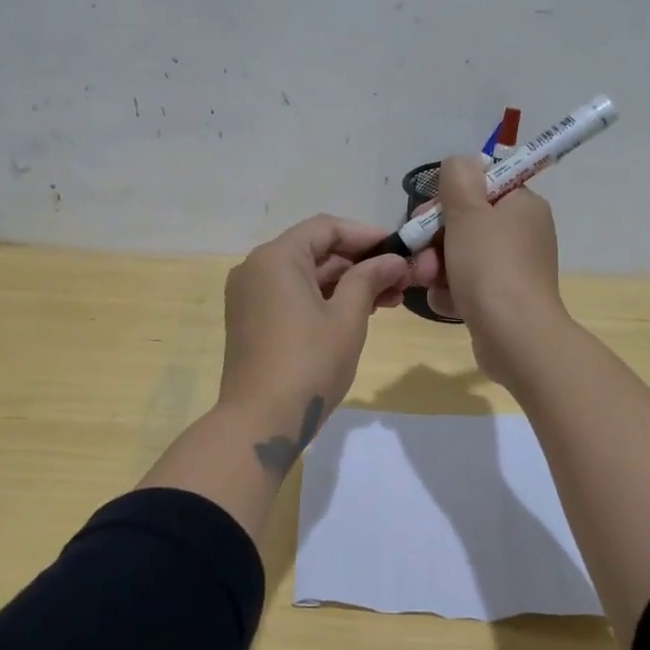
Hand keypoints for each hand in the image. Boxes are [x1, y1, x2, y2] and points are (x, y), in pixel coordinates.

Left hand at [217, 215, 433, 472]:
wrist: (259, 421)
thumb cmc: (309, 364)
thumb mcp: (347, 318)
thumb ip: (369, 279)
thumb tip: (392, 260)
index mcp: (276, 257)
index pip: (326, 228)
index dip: (366, 235)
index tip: (399, 249)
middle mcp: (255, 267)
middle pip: (314, 250)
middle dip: (359, 263)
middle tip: (400, 280)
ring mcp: (249, 295)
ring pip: (304, 275)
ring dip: (345, 283)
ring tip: (388, 300)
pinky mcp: (250, 319)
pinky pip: (291, 295)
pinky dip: (322, 298)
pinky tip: (356, 313)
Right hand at [421, 154, 568, 382]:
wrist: (515, 337)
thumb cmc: (491, 267)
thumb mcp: (468, 211)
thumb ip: (458, 178)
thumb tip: (460, 162)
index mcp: (522, 206)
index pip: (482, 185)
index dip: (450, 197)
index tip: (430, 214)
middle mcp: (522, 233)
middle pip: (466, 222)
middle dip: (435, 238)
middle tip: (422, 254)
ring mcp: (512, 268)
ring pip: (460, 255)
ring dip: (438, 268)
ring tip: (429, 282)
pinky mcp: (501, 299)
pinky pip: (466, 285)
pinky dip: (452, 293)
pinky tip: (447, 303)